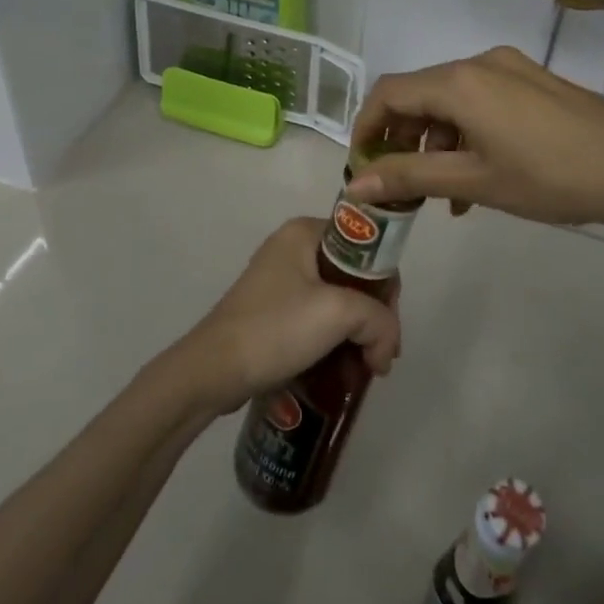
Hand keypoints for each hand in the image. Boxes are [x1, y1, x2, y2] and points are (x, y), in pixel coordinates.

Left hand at [177, 218, 402, 414]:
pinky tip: (345, 369)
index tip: (390, 325)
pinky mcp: (274, 311)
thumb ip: (378, 320)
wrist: (213, 371)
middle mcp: (293, 248)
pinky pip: (318, 319)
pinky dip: (336, 341)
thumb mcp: (338, 314)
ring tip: (367, 369)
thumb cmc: (275, 328)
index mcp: (305, 232)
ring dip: (358, 334)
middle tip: (381, 356)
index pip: (367, 247)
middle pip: (355, 276)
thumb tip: (385, 350)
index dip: (386, 285)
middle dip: (374, 317)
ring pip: (338, 301)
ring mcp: (281, 281)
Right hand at [345, 46, 603, 230]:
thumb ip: (410, 178)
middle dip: (402, 140)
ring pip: (452, 102)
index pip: (389, 94)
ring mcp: (511, 69)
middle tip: (401, 186)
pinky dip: (467, 135)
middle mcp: (480, 63)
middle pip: (420, 96)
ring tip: (443, 195)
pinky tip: (478, 177)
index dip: (366, 128)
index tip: (361, 168)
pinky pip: (482, 103)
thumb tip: (353, 186)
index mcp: (459, 82)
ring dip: (437, 143)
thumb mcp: (475, 181)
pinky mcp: (534, 82)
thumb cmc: (552, 176)